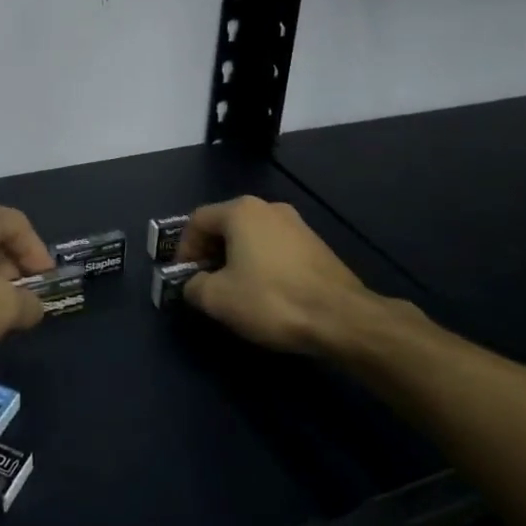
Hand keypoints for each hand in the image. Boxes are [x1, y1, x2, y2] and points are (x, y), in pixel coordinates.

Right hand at [177, 195, 383, 354]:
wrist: (341, 317)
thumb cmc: (271, 300)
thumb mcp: (217, 299)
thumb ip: (193, 286)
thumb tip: (194, 284)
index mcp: (241, 211)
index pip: (197, 221)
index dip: (184, 249)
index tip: (185, 278)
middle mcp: (269, 207)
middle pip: (225, 225)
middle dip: (210, 254)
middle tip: (206, 284)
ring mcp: (297, 224)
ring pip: (252, 237)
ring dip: (236, 259)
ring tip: (235, 292)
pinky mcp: (315, 244)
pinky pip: (275, 248)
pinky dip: (261, 264)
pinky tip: (266, 293)